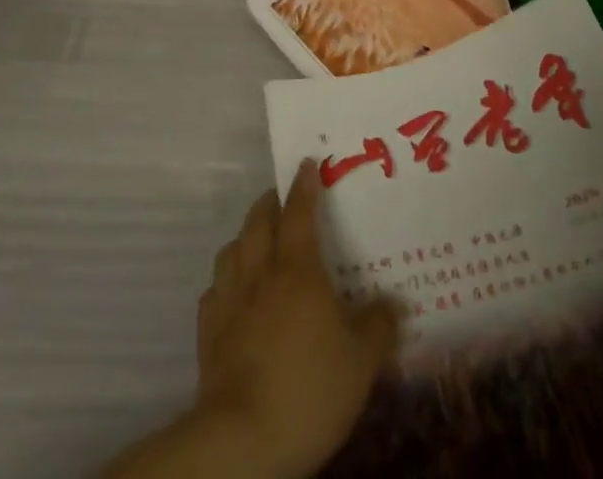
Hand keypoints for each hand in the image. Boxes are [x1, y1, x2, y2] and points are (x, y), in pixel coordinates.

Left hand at [195, 160, 400, 477]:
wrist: (243, 440)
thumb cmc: (310, 388)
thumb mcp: (361, 362)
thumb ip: (379, 327)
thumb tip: (394, 303)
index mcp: (298, 270)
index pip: (299, 212)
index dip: (304, 186)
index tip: (306, 163)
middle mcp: (260, 274)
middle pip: (258, 222)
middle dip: (269, 204)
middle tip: (280, 199)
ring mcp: (230, 302)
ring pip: (231, 251)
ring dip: (244, 238)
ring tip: (256, 241)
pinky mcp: (208, 335)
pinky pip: (214, 293)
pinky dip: (225, 283)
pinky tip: (233, 295)